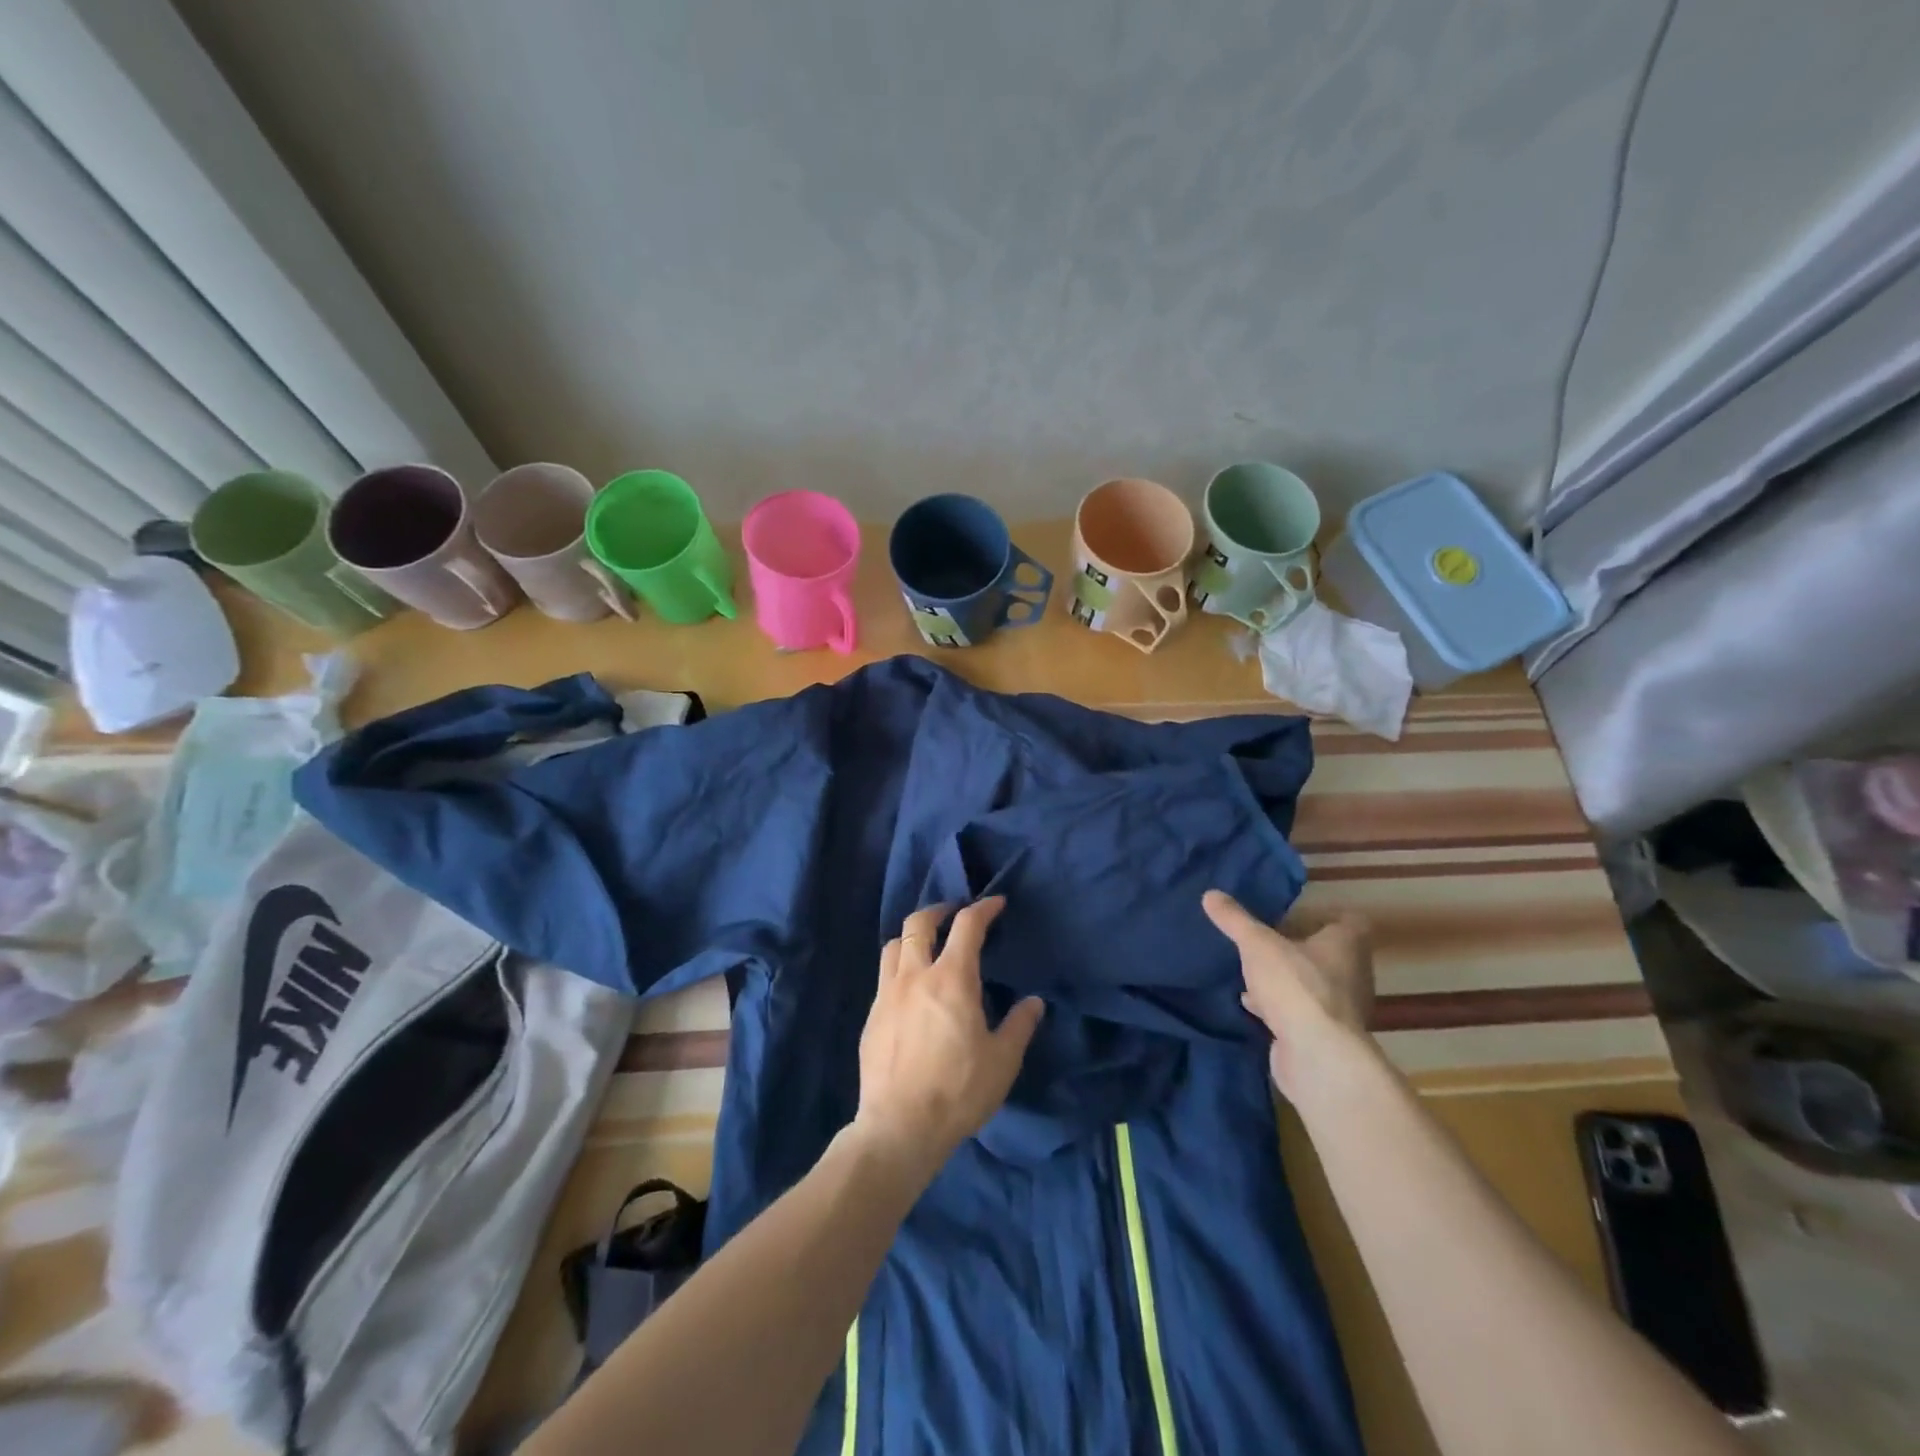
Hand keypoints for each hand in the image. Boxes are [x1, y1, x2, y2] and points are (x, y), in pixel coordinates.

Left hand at [853, 897, 1044, 1184]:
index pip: (967, 926)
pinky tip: (911, 989)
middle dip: (939, 910)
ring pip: (894, 945)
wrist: (899, 1127)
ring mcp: (887, 994)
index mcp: (952, 979)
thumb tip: (1033, 1003)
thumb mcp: (1002, 1061)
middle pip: (919, 923)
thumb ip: (1019, 1026)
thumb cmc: (958, 1091)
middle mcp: (915, 975)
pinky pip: (884, 976)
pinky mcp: (871, 1017)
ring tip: (927, 945)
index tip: (996, 904)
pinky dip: (900, 967)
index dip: (983, 909)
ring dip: (913, 936)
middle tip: (955, 914)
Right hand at [1202, 889, 1374, 1096]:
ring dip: (1286, 980)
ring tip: (1253, 972)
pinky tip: (1251, 1006)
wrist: (1316, 1055)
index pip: (1350, 922)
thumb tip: (1210, 894)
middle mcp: (1352, 974)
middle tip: (1266, 941)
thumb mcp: (1257, 944)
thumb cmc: (1295, 985)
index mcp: (1346, 945)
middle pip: (1328, 954)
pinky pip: (1299, 1013)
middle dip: (1298, 949)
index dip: (1326, 916)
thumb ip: (1235, 920)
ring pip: (1312, 985)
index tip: (1296, 914)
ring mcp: (1340, 1009)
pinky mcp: (1324, 1035)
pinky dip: (1278, 1008)